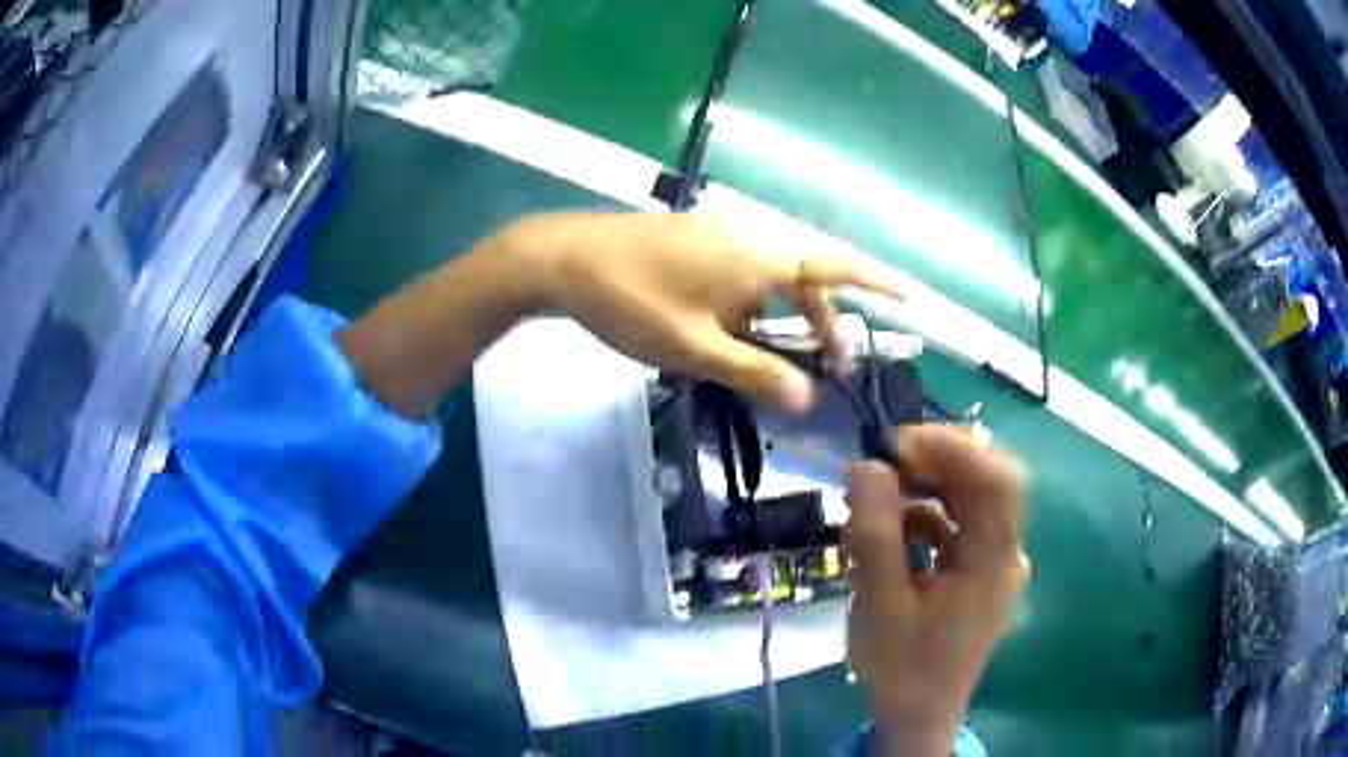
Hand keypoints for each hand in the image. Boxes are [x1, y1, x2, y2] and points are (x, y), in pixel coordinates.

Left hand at [337, 211, 899, 417]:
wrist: (563, 261)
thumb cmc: (631, 301)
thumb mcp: (695, 348)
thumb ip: (755, 372)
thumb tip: (808, 400)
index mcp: (763, 257)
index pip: (840, 267)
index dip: (881, 282)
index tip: (916, 297)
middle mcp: (753, 239)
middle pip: (810, 279)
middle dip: (828, 319)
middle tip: (834, 364)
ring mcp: (723, 238)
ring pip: (776, 280)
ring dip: (789, 317)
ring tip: (785, 361)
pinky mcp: (699, 245)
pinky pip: (747, 277)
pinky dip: (758, 307)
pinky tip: (737, 337)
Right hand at [845, 425, 1028, 756]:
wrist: (919, 715)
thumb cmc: (902, 666)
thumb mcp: (880, 604)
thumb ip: (876, 534)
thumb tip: (867, 466)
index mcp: (994, 562)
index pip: (997, 481)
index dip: (955, 449)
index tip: (899, 443)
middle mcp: (1006, 553)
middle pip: (987, 484)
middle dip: (936, 462)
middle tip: (884, 461)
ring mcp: (995, 562)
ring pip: (971, 501)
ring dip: (927, 488)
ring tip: (877, 494)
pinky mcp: (979, 571)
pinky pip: (959, 526)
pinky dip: (926, 516)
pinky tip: (889, 529)